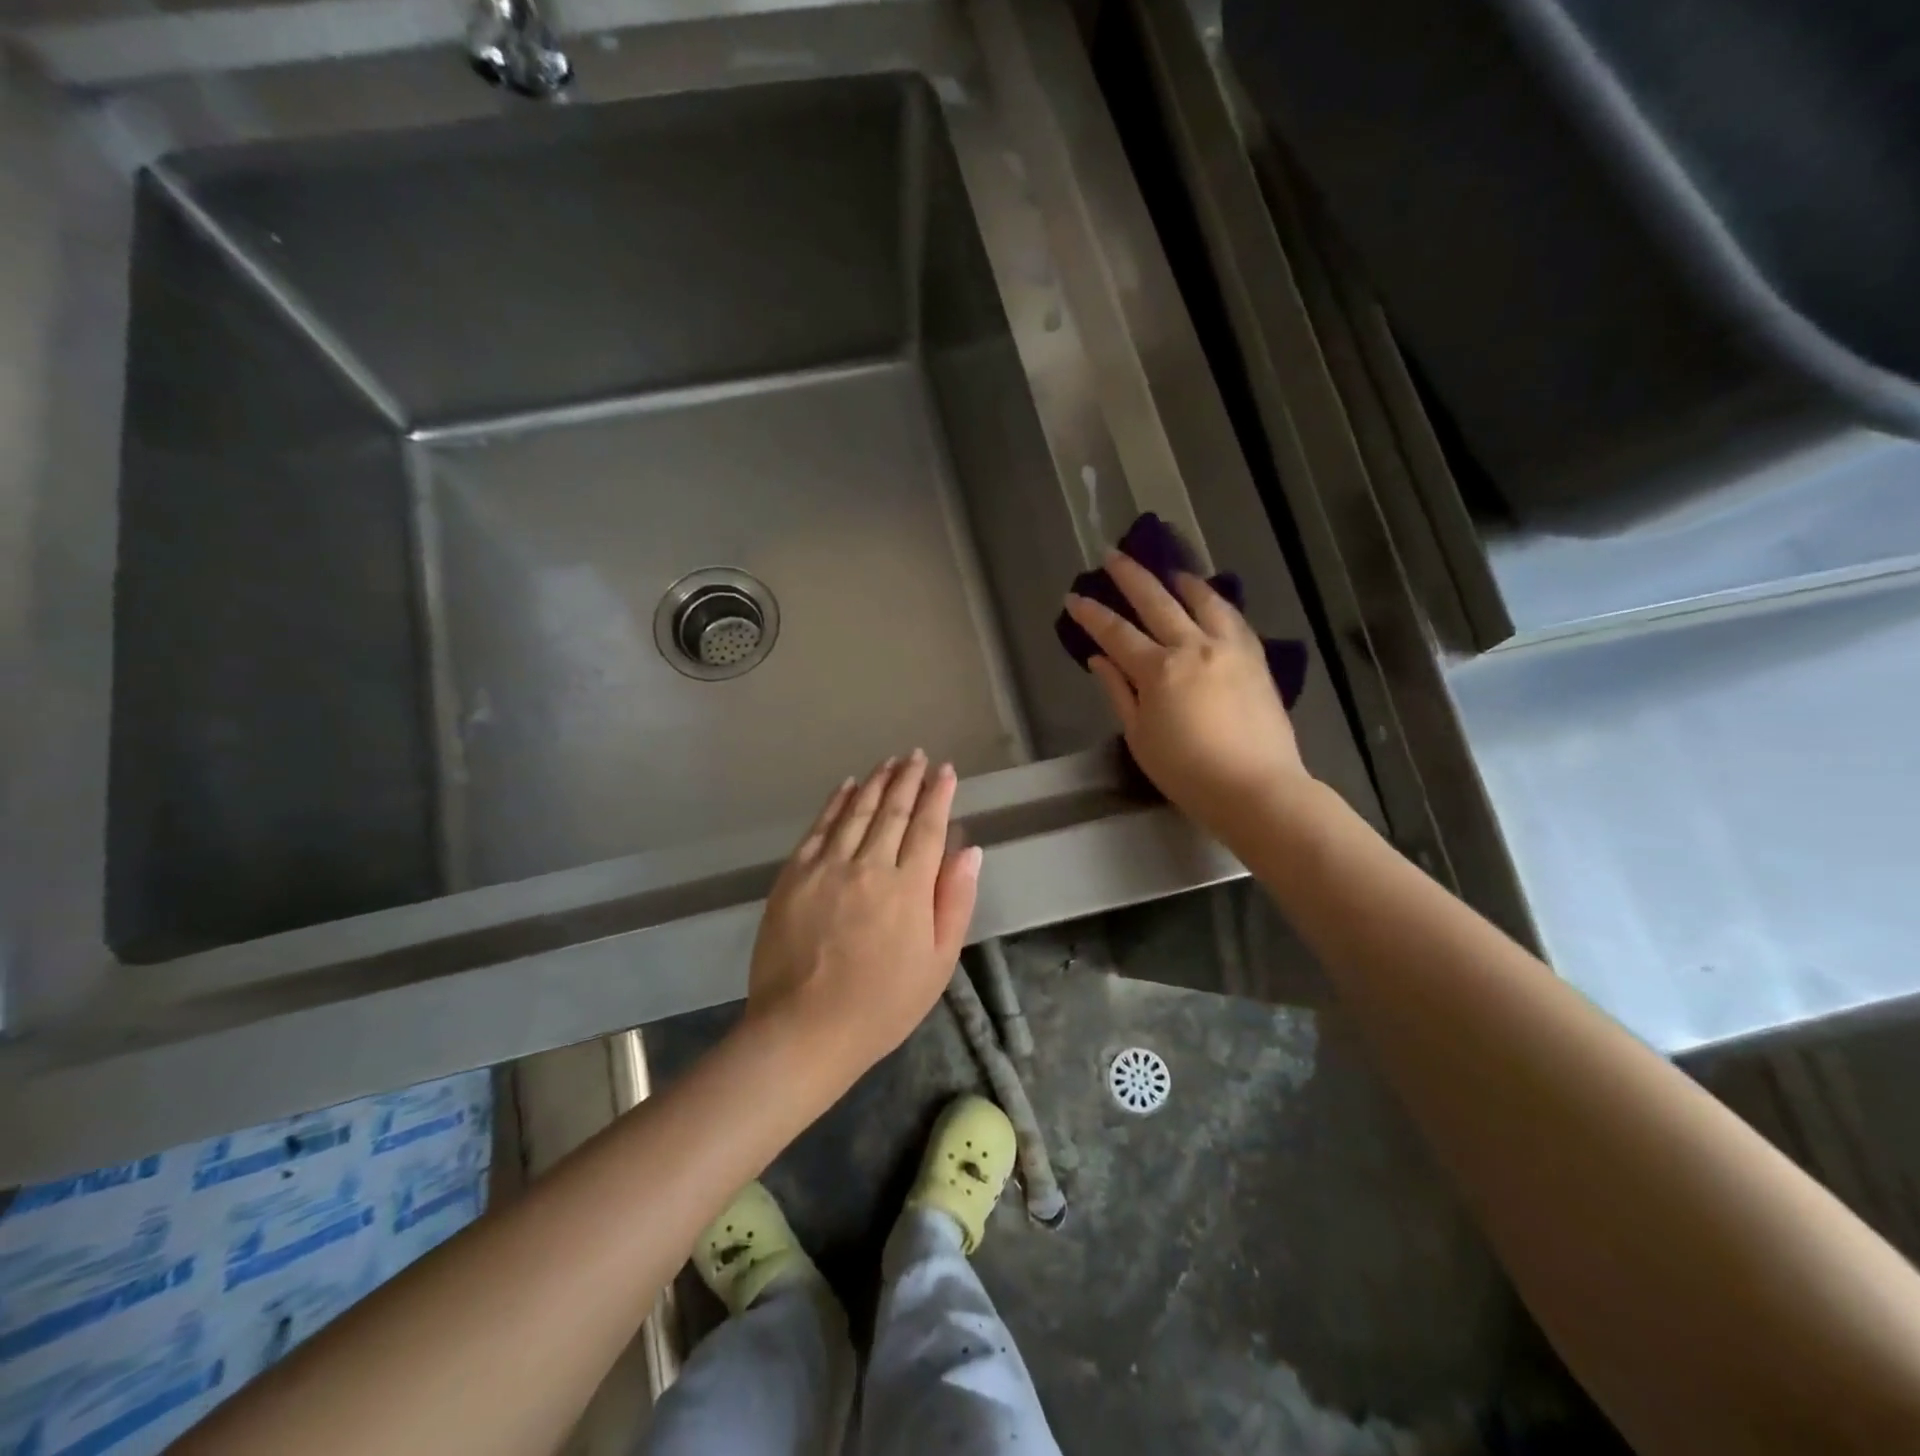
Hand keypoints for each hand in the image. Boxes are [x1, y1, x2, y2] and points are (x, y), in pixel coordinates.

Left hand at [745, 751, 981, 1077]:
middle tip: (917, 755)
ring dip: (877, 782)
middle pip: (893, 811)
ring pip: (856, 811)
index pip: (928, 827)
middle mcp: (869, 865)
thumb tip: (970, 849)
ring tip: (890, 761)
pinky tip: (847, 786)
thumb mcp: (937, 963)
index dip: (939, 795)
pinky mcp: (794, 875)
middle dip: (909, 779)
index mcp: (908, 888)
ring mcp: (827, 867)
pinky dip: (835, 802)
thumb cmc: (882, 1005)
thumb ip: (955, 901)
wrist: (803, 1029)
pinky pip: (819, 827)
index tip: (946, 770)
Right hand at [1065, 552, 1308, 839]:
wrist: (1256, 789)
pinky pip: (1234, 618)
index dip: (1092, 614)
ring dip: (1180, 580)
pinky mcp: (1256, 659)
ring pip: (1203, 599)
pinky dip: (1216, 602)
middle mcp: (1194, 646)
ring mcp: (1230, 648)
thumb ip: (1118, 692)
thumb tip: (1099, 659)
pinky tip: (1211, 600)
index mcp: (1159, 670)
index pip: (1116, 633)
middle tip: (1111, 557)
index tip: (1074, 598)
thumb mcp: (1140, 737)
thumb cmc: (1187, 773)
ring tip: (1168, 571)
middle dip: (1130, 576)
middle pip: (1157, 601)